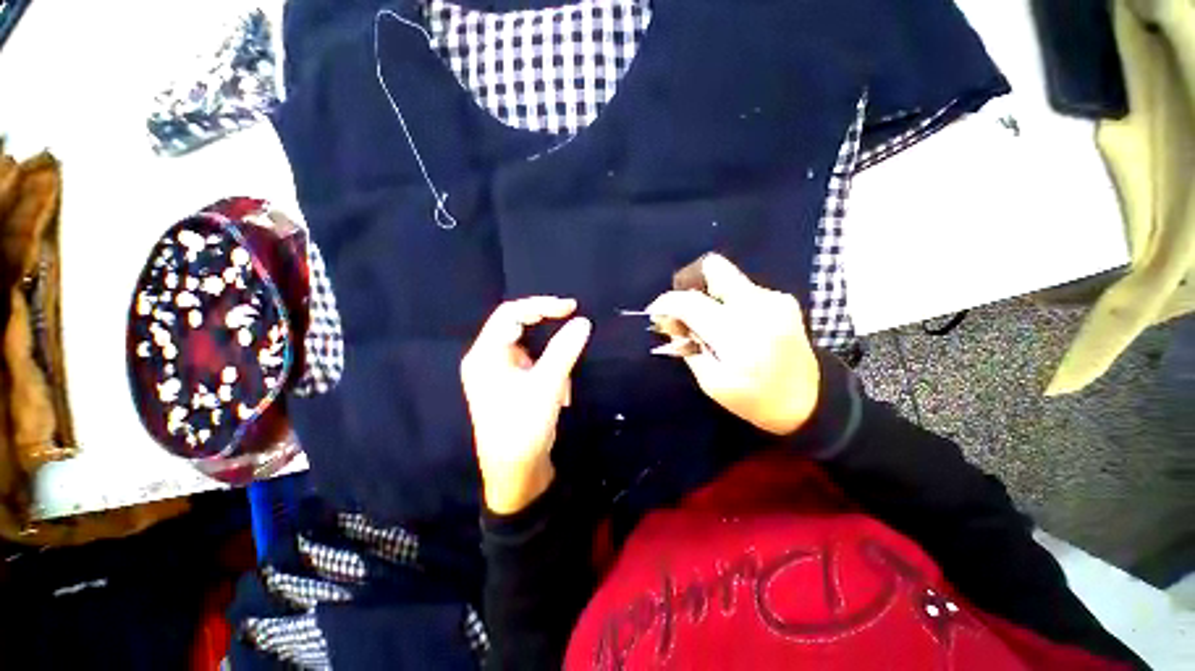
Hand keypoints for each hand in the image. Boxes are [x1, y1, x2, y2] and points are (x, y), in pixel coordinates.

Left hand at [461, 297, 591, 514]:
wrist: (514, 475)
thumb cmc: (525, 427)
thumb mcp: (548, 385)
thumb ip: (565, 349)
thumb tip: (583, 321)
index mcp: (485, 355)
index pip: (510, 314)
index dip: (541, 305)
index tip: (571, 308)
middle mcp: (486, 360)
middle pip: (515, 326)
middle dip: (546, 324)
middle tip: (572, 321)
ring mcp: (496, 374)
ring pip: (526, 346)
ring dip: (550, 353)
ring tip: (566, 373)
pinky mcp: (507, 386)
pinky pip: (529, 365)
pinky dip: (547, 369)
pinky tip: (561, 391)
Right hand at [645, 254, 820, 435]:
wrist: (812, 402)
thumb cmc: (756, 400)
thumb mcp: (712, 382)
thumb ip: (687, 347)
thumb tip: (668, 322)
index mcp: (738, 332)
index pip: (690, 301)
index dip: (666, 303)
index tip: (655, 312)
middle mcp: (757, 305)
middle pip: (714, 268)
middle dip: (690, 283)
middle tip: (683, 309)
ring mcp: (774, 299)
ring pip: (727, 279)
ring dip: (709, 296)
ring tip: (707, 324)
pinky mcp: (782, 299)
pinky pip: (743, 290)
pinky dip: (727, 302)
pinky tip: (730, 326)